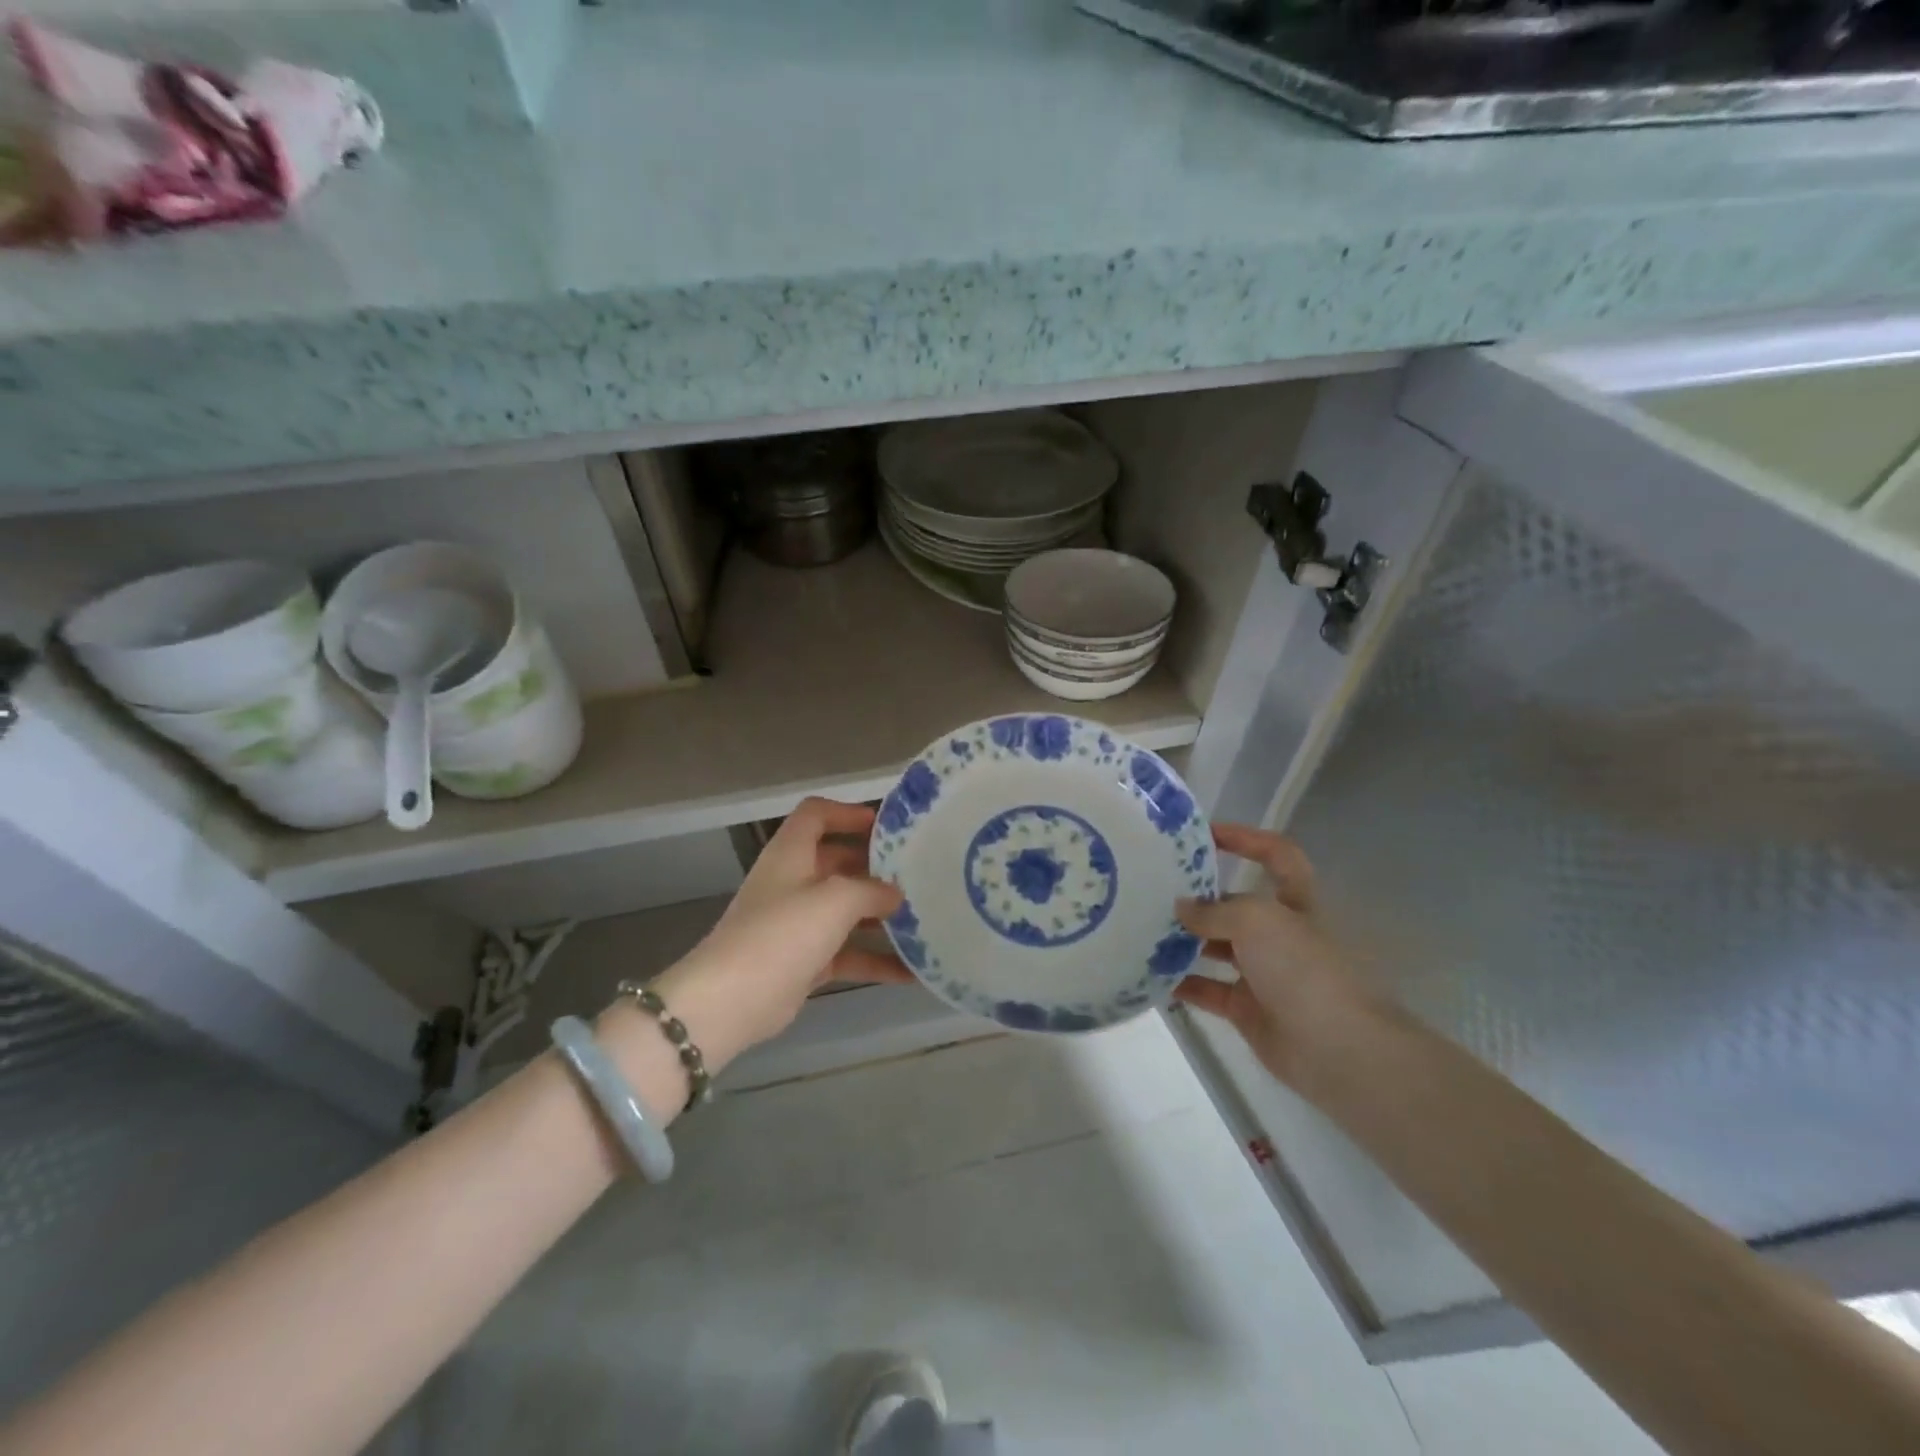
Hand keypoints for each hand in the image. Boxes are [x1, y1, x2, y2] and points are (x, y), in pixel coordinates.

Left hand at [644, 798, 908, 1071]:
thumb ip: (871, 890)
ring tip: (922, 921)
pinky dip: (874, 961)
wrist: (732, 1000)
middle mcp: (792, 882)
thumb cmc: (783, 933)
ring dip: (880, 917)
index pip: (816, 815)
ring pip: (845, 911)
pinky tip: (911, 973)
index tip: (886, 827)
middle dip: (875, 869)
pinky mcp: (803, 962)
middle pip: (837, 863)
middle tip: (916, 875)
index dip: (848, 813)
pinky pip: (846, 954)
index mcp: (791, 854)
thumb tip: (895, 894)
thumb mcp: (835, 899)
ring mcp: (796, 924)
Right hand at [1172, 824, 1384, 1089]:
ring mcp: (1264, 973)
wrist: (1336, 1048)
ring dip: (1184, 940)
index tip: (1204, 834)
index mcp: (1295, 903)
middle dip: (1199, 897)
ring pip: (1217, 947)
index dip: (1246, 839)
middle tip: (1153, 889)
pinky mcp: (1247, 1008)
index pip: (1276, 856)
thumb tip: (1182, 908)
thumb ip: (1214, 911)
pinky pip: (1207, 989)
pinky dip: (1181, 982)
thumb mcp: (1257, 921)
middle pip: (1235, 905)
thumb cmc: (1302, 968)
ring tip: (1143, 928)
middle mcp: (1280, 933)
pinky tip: (1150, 972)